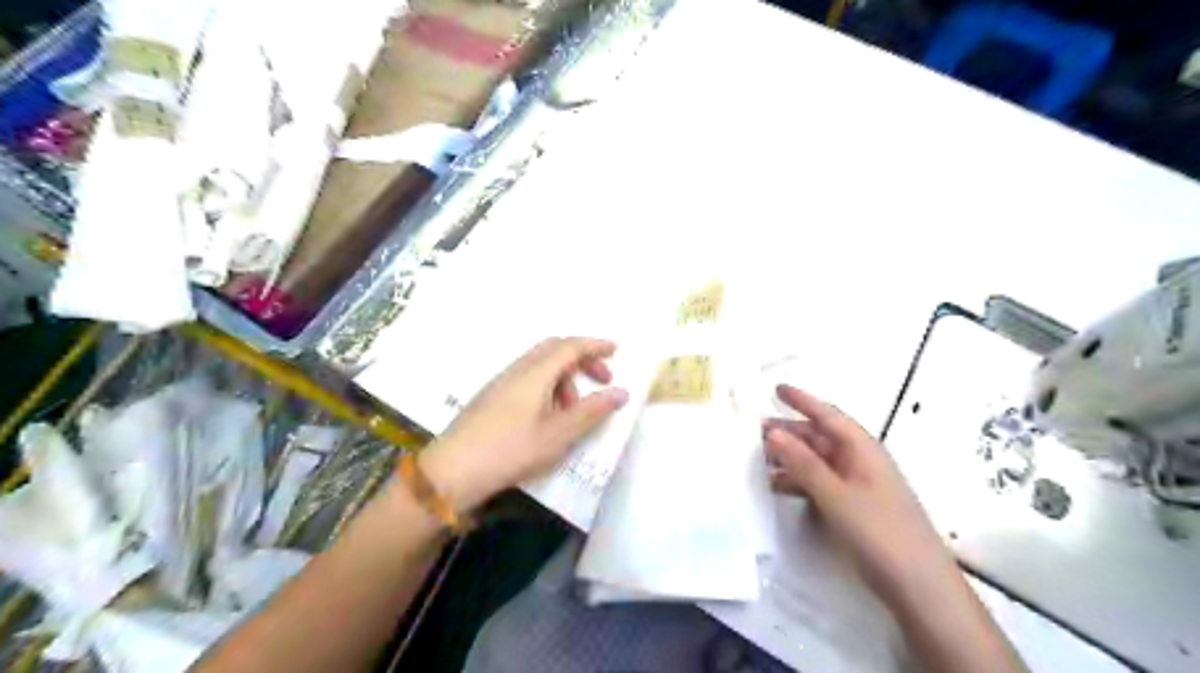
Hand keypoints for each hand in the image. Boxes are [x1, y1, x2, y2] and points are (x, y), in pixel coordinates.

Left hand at [418, 339, 631, 512]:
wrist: (452, 470)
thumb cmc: (510, 450)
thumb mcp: (558, 434)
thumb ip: (591, 411)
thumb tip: (621, 392)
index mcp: (535, 373)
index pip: (570, 346)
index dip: (595, 345)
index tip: (617, 349)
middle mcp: (518, 369)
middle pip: (554, 349)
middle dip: (582, 359)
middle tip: (602, 378)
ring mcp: (501, 382)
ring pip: (541, 365)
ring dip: (565, 377)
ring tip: (574, 410)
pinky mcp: (492, 396)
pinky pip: (528, 378)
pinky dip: (548, 387)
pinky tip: (548, 416)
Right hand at [767, 382, 957, 596]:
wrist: (919, 587)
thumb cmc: (879, 532)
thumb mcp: (836, 495)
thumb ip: (803, 464)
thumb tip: (772, 432)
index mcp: (862, 449)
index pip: (828, 415)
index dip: (802, 400)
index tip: (775, 388)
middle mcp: (859, 461)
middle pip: (819, 438)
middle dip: (788, 432)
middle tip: (753, 432)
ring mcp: (857, 485)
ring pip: (817, 462)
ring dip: (789, 459)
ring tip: (757, 461)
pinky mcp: (853, 508)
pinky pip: (819, 484)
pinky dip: (798, 482)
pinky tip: (776, 488)